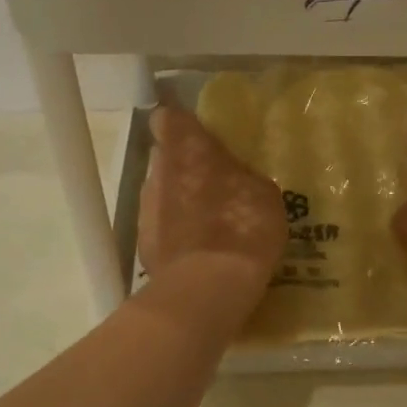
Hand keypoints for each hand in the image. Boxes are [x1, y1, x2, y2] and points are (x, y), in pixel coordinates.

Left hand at [138, 106, 285, 289]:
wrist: (207, 288)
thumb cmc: (243, 226)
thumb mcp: (263, 192)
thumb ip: (241, 173)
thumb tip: (234, 174)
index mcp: (187, 147)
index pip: (168, 118)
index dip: (182, 126)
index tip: (202, 138)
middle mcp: (158, 170)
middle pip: (166, 158)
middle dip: (186, 166)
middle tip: (216, 183)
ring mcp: (146, 207)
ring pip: (162, 193)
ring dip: (181, 201)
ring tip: (211, 223)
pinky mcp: (142, 242)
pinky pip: (161, 227)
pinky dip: (176, 233)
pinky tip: (200, 251)